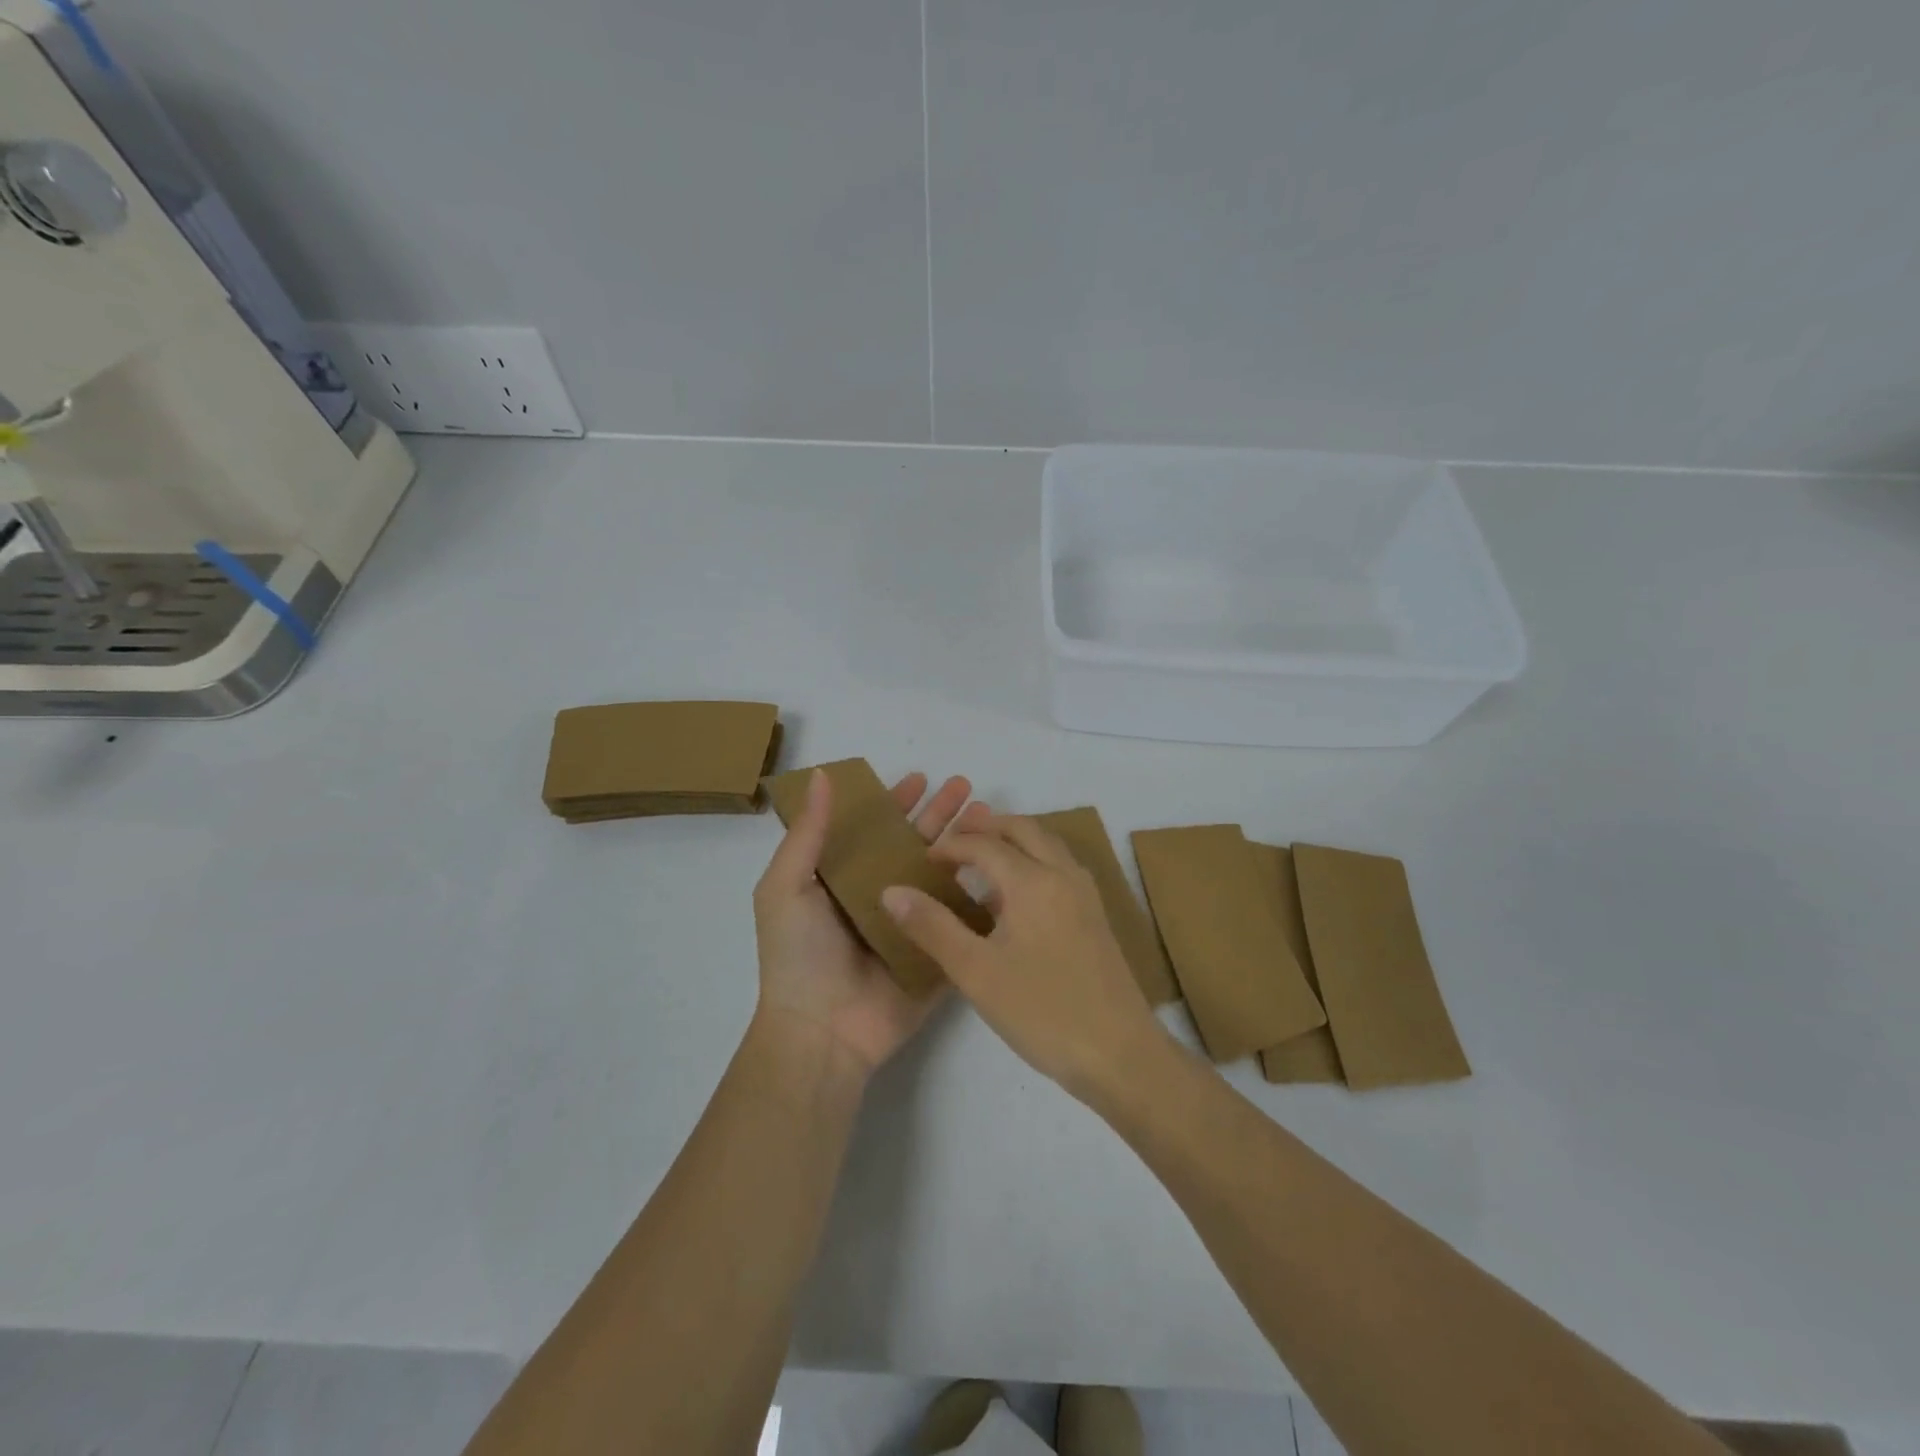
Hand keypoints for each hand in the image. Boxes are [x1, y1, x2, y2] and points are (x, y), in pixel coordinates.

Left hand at [751, 768, 970, 1080]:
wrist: (822, 1034)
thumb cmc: (799, 956)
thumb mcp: (786, 887)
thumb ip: (808, 833)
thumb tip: (822, 775)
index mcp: (844, 879)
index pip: (875, 829)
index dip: (896, 802)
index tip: (922, 778)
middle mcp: (880, 896)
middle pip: (916, 845)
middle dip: (941, 815)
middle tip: (968, 787)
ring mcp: (912, 925)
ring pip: (944, 875)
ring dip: (966, 845)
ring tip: (990, 817)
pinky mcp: (937, 952)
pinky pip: (962, 919)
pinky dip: (982, 894)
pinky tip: (1004, 869)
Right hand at [881, 811, 1163, 1101]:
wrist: (1120, 1053)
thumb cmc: (1043, 1011)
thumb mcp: (976, 972)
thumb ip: (932, 927)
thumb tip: (892, 889)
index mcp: (1034, 881)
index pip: (985, 845)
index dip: (950, 846)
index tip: (922, 858)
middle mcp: (1063, 875)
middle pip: (1023, 830)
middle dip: (986, 827)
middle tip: (953, 839)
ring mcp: (1085, 895)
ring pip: (1047, 845)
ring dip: (1013, 840)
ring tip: (981, 857)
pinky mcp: (1096, 917)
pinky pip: (1059, 868)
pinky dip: (1033, 861)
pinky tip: (1016, 895)